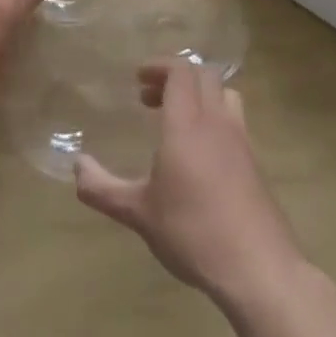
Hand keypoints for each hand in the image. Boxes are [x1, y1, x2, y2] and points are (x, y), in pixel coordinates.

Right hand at [75, 61, 302, 310]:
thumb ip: (102, 188)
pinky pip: (235, 123)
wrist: (259, 269)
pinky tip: (199, 156)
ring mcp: (241, 142)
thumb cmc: (193, 233)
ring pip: (225, 95)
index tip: (138, 80)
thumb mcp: (138, 213)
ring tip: (177, 120)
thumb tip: (76, 166)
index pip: (181, 71)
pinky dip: (215, 120)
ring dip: (200, 95)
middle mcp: (217, 123)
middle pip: (204, 76)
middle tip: (150, 100)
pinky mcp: (255, 165)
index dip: (159, 66)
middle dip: (175, 78)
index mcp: (187, 125)